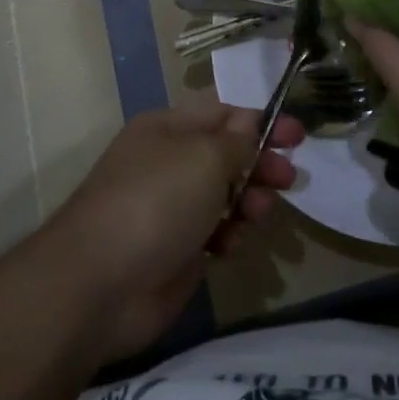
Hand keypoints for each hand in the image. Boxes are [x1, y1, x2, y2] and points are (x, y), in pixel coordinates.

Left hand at [46, 104, 303, 363]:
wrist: (100, 285)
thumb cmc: (155, 202)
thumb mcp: (203, 158)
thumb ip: (236, 141)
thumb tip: (249, 123)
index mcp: (168, 129)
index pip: (223, 114)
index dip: (261, 121)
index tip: (298, 136)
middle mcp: (168, 163)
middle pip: (227, 155)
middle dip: (260, 163)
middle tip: (288, 178)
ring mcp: (171, 209)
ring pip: (225, 195)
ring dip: (249, 201)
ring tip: (257, 213)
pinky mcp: (176, 251)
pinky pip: (216, 233)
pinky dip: (230, 235)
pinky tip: (231, 245)